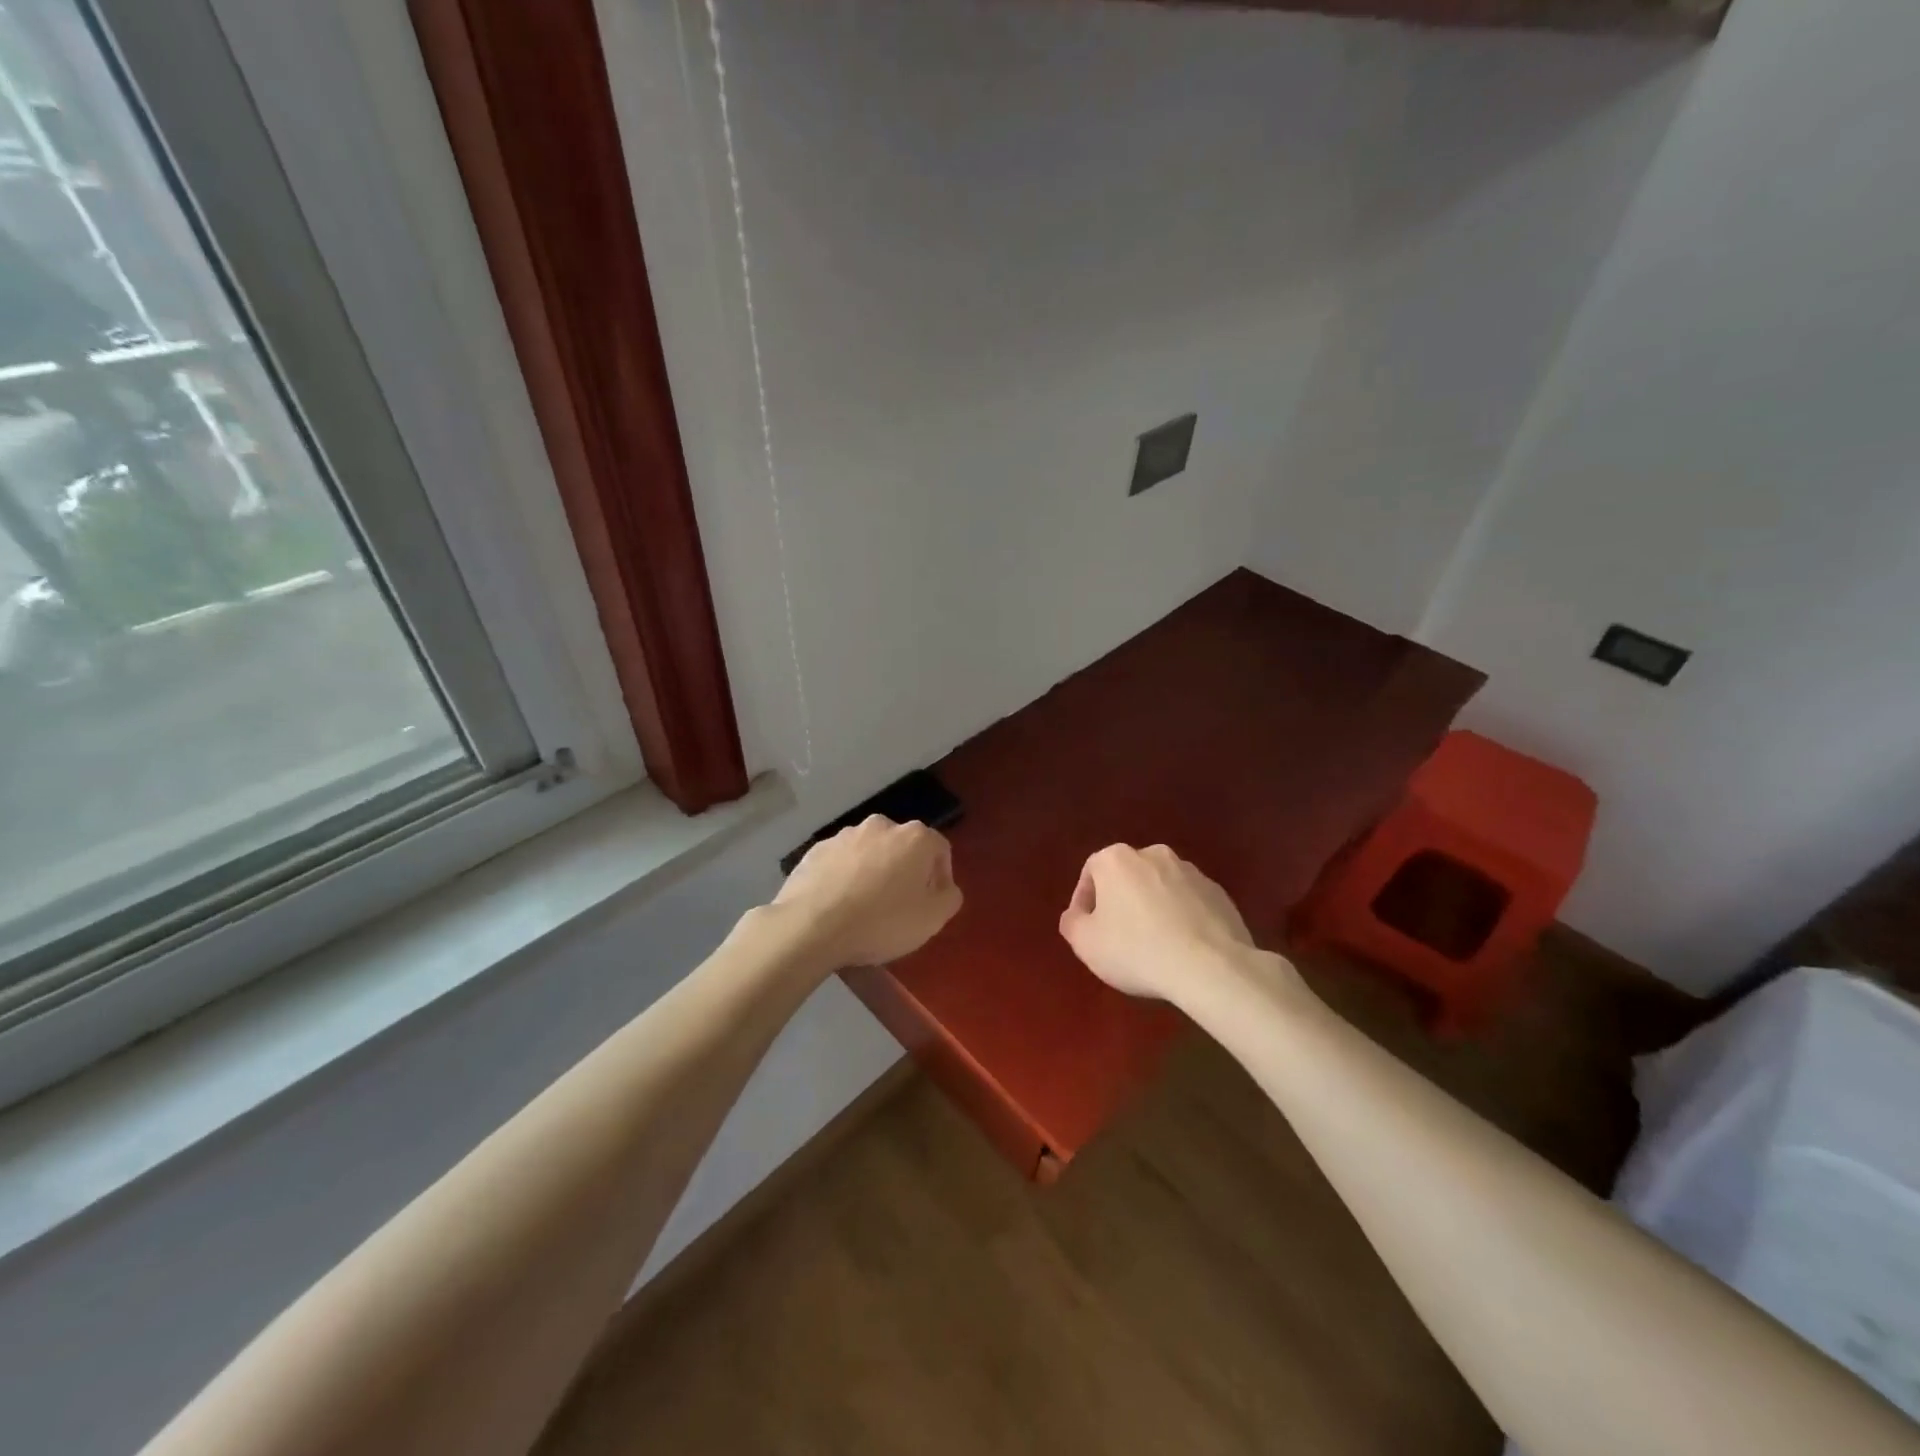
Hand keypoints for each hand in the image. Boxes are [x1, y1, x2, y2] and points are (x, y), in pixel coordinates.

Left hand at [774, 816, 962, 966]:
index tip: (931, 903)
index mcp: (914, 837)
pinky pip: (840, 862)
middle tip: (900, 906)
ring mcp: (845, 835)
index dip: (941, 877)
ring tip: (865, 908)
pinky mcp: (816, 850)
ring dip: (873, 872)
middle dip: (905, 872)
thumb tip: (945, 888)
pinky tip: (838, 905)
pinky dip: (844, 878)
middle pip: (903, 848)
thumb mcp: (932, 919)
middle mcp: (881, 826)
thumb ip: (949, 897)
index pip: (940, 849)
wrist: (811, 925)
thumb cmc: (882, 921)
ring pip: (869, 853)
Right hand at [1058, 844, 1258, 1001]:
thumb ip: (1072, 923)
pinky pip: (1189, 902)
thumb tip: (1076, 915)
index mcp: (1117, 859)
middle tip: (1118, 936)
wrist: (1210, 966)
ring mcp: (1191, 872)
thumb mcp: (1086, 943)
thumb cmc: (1136, 950)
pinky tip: (1182, 948)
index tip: (1087, 928)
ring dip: (1153, 908)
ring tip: (1153, 944)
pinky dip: (1182, 918)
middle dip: (1121, 901)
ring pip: (1160, 887)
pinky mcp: (1219, 893)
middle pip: (1128, 876)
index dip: (1084, 901)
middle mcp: (1154, 855)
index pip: (1091, 872)